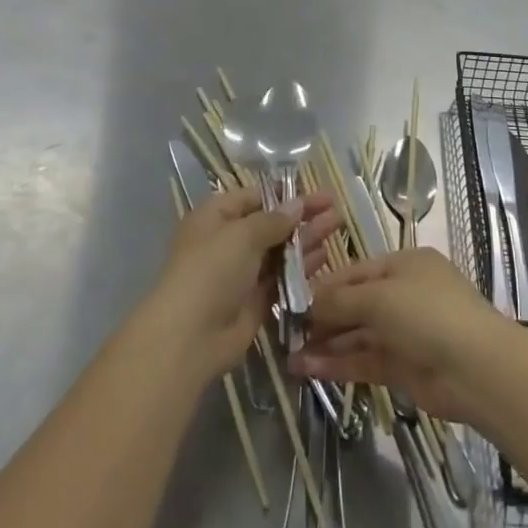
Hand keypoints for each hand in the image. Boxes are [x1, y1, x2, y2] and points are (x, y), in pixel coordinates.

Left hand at [154, 188, 339, 380]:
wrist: (189, 337)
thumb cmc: (211, 271)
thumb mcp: (242, 235)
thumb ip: (273, 220)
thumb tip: (296, 204)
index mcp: (215, 217)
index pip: (253, 197)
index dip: (283, 193)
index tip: (314, 190)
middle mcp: (228, 242)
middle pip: (270, 223)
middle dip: (301, 215)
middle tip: (335, 207)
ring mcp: (242, 273)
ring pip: (279, 250)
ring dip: (306, 238)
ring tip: (338, 225)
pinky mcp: (255, 301)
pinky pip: (282, 278)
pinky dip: (302, 267)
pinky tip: (325, 256)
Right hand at [293, 247, 512, 425]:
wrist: (477, 369)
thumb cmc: (427, 314)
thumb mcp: (379, 297)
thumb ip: (339, 301)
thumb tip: (307, 304)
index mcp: (404, 264)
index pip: (354, 272)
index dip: (323, 287)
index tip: (291, 302)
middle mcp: (404, 294)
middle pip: (355, 304)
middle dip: (321, 319)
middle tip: (285, 333)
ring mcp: (405, 332)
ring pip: (358, 335)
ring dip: (326, 345)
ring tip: (289, 356)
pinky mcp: (404, 367)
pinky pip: (365, 360)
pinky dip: (339, 364)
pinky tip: (309, 370)